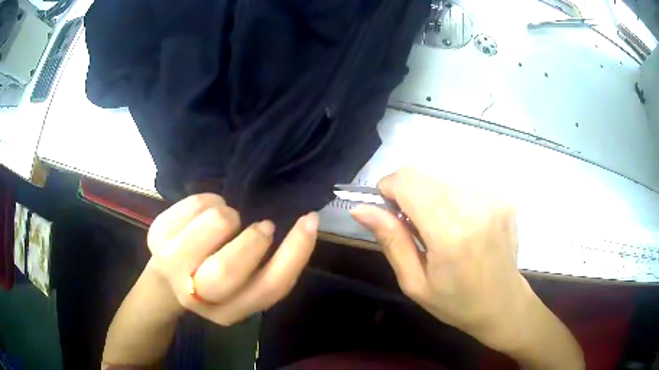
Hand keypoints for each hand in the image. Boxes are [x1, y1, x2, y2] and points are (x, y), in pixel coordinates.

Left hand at [146, 193, 317, 325]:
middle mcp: (197, 296)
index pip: (269, 288)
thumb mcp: (244, 284)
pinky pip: (193, 204)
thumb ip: (268, 266)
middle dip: (252, 239)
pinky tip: (203, 213)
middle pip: (227, 269)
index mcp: (229, 311)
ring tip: (225, 220)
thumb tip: (300, 225)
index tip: (309, 220)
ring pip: (213, 225)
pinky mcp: (155, 237)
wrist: (167, 277)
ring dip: (229, 215)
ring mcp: (170, 266)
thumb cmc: (213, 276)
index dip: (295, 252)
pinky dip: (208, 201)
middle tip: (259, 226)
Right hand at [350, 168, 532, 352]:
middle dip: (408, 195)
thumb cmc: (456, 302)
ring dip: (431, 199)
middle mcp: (475, 206)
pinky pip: (462, 186)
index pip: (407, 181)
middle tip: (415, 228)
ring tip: (441, 231)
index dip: (388, 189)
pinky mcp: (502, 196)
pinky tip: (461, 228)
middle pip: (422, 175)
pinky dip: (452, 201)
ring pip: (441, 179)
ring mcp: (493, 198)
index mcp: (450, 233)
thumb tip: (360, 208)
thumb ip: (391, 240)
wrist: (503, 303)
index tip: (389, 212)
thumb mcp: (414, 283)